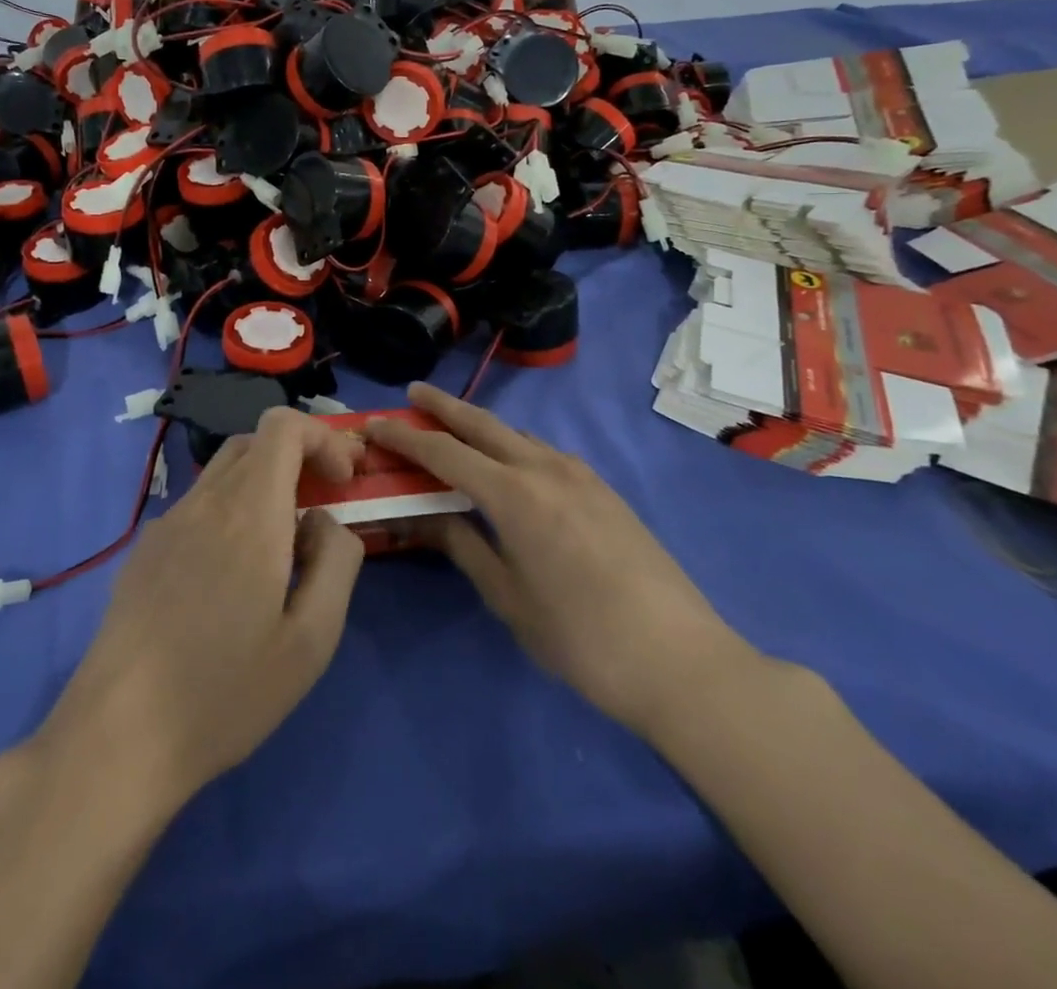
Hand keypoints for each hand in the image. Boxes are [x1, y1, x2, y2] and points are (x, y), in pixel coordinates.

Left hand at [34, 408, 366, 816]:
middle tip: (322, 505)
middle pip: (255, 441)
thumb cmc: (226, 690)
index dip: (323, 439)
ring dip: (263, 486)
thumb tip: (324, 521)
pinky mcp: (144, 550)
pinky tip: (230, 577)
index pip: (283, 425)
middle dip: (298, 458)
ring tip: (281, 548)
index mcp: (250, 511)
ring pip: (224, 472)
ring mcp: (167, 523)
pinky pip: (198, 506)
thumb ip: (337, 562)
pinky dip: (230, 512)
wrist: (119, 734)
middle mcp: (205, 501)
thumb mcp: (311, 639)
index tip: (343, 482)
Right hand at [367, 382, 758, 737]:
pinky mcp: (604, 490)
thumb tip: (426, 515)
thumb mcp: (508, 598)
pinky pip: (545, 453)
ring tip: (454, 430)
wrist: (681, 661)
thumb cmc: (580, 638)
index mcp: (514, 495)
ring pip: (518, 435)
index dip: (405, 437)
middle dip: (444, 406)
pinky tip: (510, 466)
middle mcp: (546, 469)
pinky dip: (514, 446)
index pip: (444, 452)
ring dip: (481, 426)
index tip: (376, 424)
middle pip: (483, 424)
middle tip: (413, 394)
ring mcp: (581, 475)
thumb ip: (463, 546)